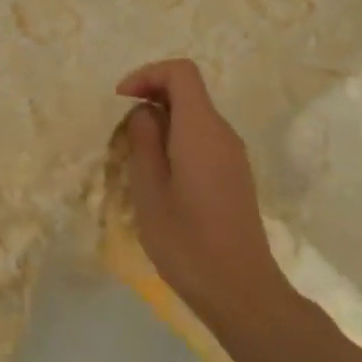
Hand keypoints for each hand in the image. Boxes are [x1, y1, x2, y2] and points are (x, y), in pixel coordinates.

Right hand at [117, 59, 290, 323]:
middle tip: (122, 134)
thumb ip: (143, 140)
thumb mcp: (149, 189)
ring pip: (194, 118)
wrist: (240, 290)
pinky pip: (203, 141)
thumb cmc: (186, 240)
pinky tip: (160, 179)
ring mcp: (233, 155)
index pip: (181, 72)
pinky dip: (177, 143)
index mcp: (202, 128)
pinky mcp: (235, 176)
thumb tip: (145, 112)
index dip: (148, 74)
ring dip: (162, 124)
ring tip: (136, 160)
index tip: (121, 99)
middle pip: (188, 92)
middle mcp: (223, 133)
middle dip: (151, 99)